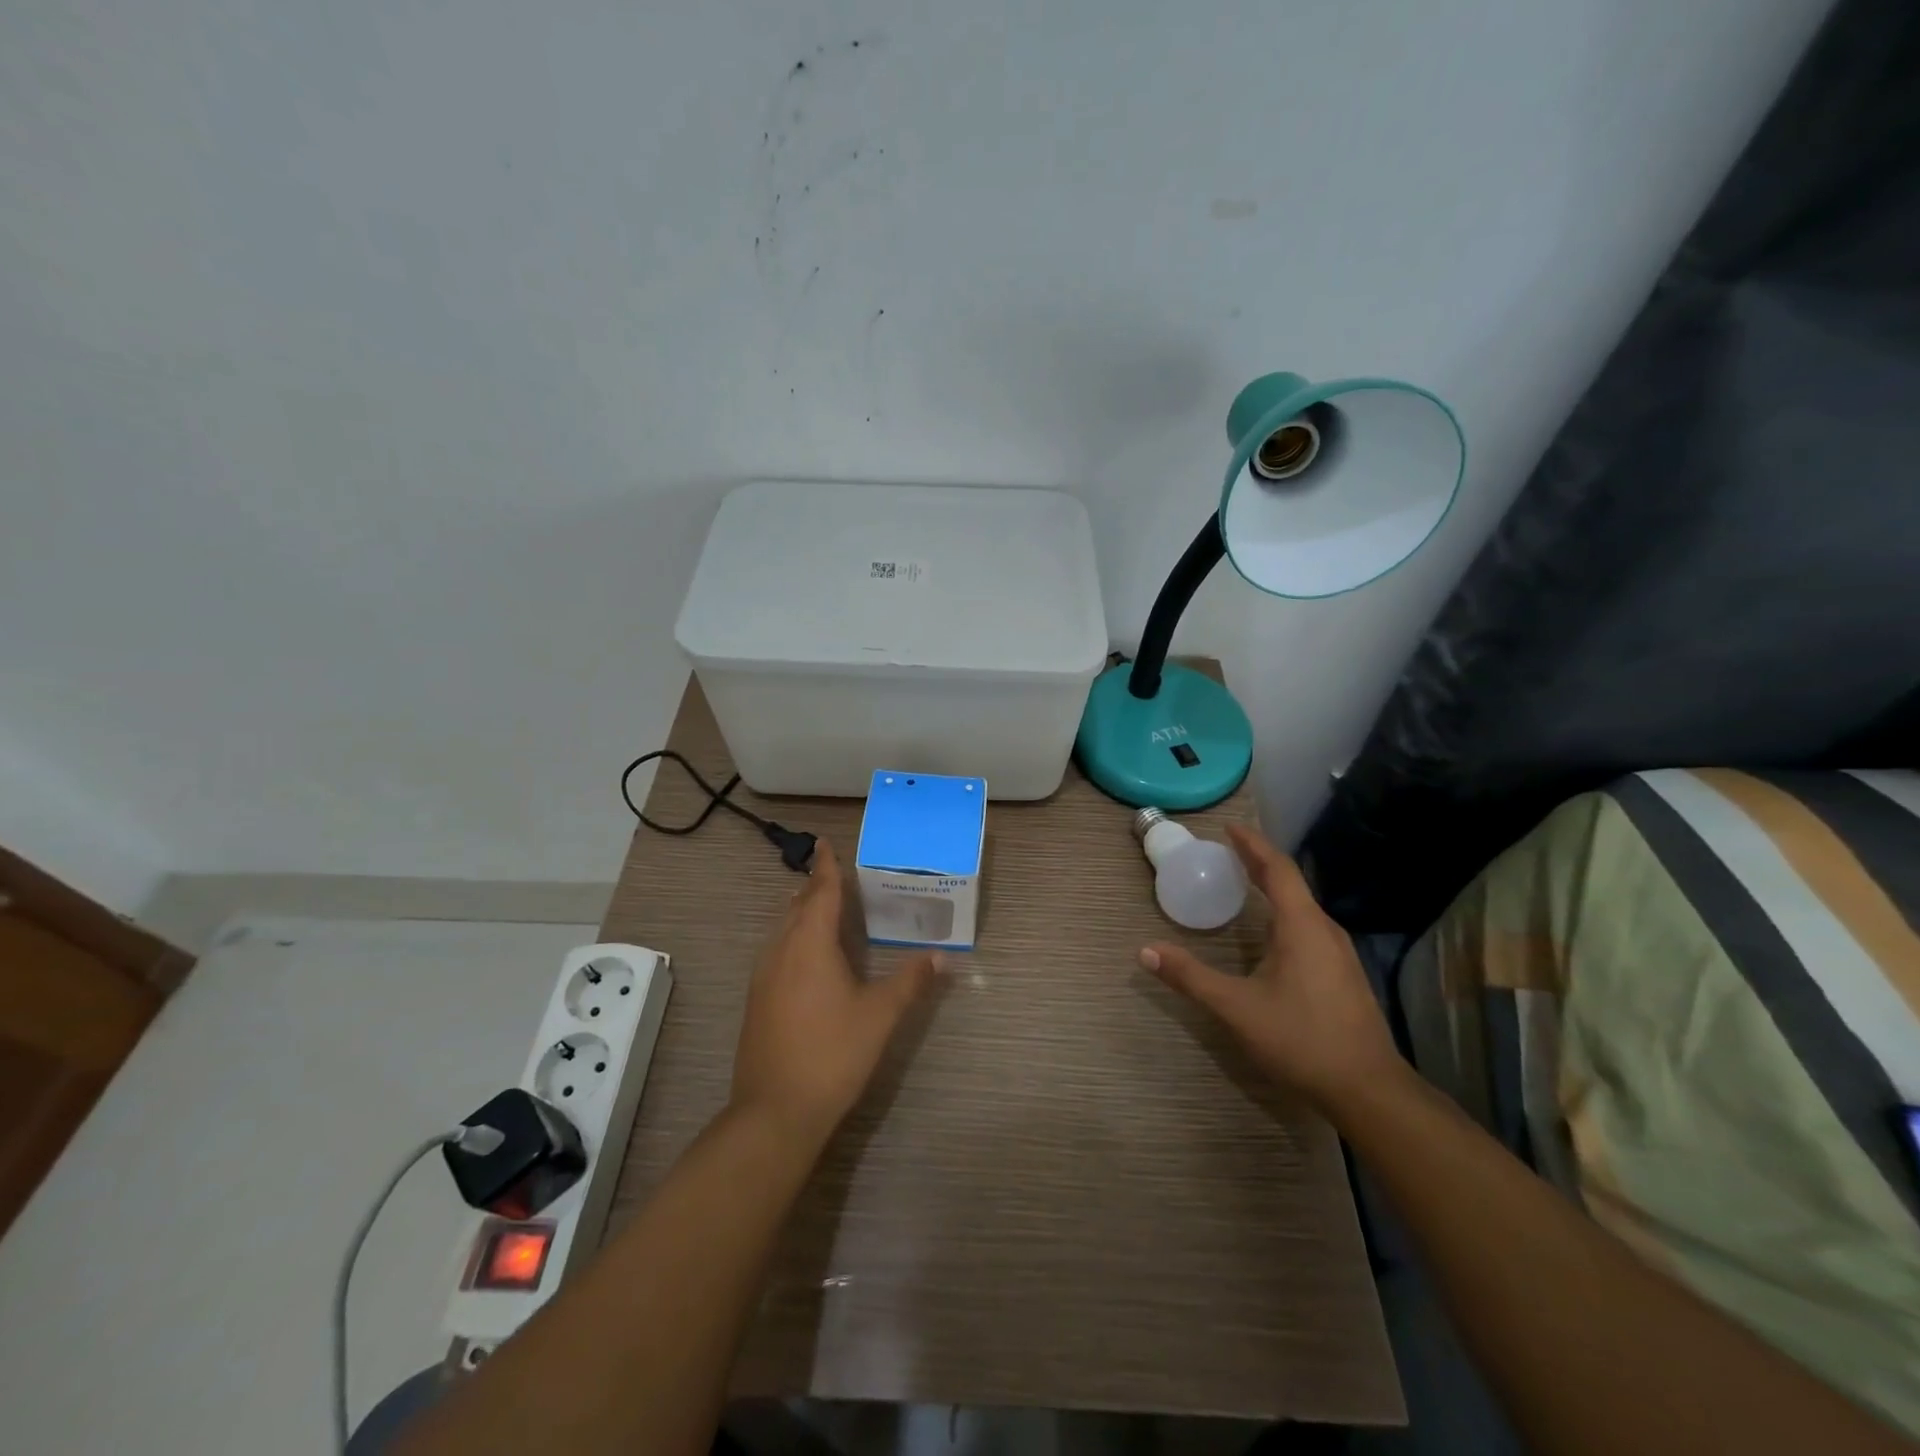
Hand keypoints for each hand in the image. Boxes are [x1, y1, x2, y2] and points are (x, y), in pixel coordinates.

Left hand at [730, 840, 940, 1139]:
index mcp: (809, 944)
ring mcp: (763, 977)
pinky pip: (777, 951)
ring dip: (802, 913)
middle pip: (797, 906)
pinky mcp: (757, 1000)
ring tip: (823, 907)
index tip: (825, 843)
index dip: (826, 867)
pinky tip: (808, 956)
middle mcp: (781, 951)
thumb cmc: (832, 1053)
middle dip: (815, 887)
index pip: (819, 892)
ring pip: (783, 929)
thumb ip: (911, 981)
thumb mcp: (880, 1015)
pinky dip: (794, 937)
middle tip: (835, 874)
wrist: (774, 1111)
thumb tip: (941, 955)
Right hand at [1140, 824, 1402, 1111]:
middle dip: (1259, 863)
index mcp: (1302, 926)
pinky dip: (1284, 911)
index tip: (1229, 828)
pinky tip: (1271, 931)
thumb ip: (1190, 977)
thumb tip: (1145, 951)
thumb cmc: (1301, 1039)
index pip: (1277, 869)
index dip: (1253, 845)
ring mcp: (1339, 953)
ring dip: (1273, 888)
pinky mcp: (1343, 974)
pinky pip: (1309, 925)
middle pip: (1291, 883)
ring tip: (1245, 882)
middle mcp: (1324, 930)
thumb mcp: (1236, 1008)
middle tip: (1229, 851)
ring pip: (1302, 906)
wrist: (1368, 1090)